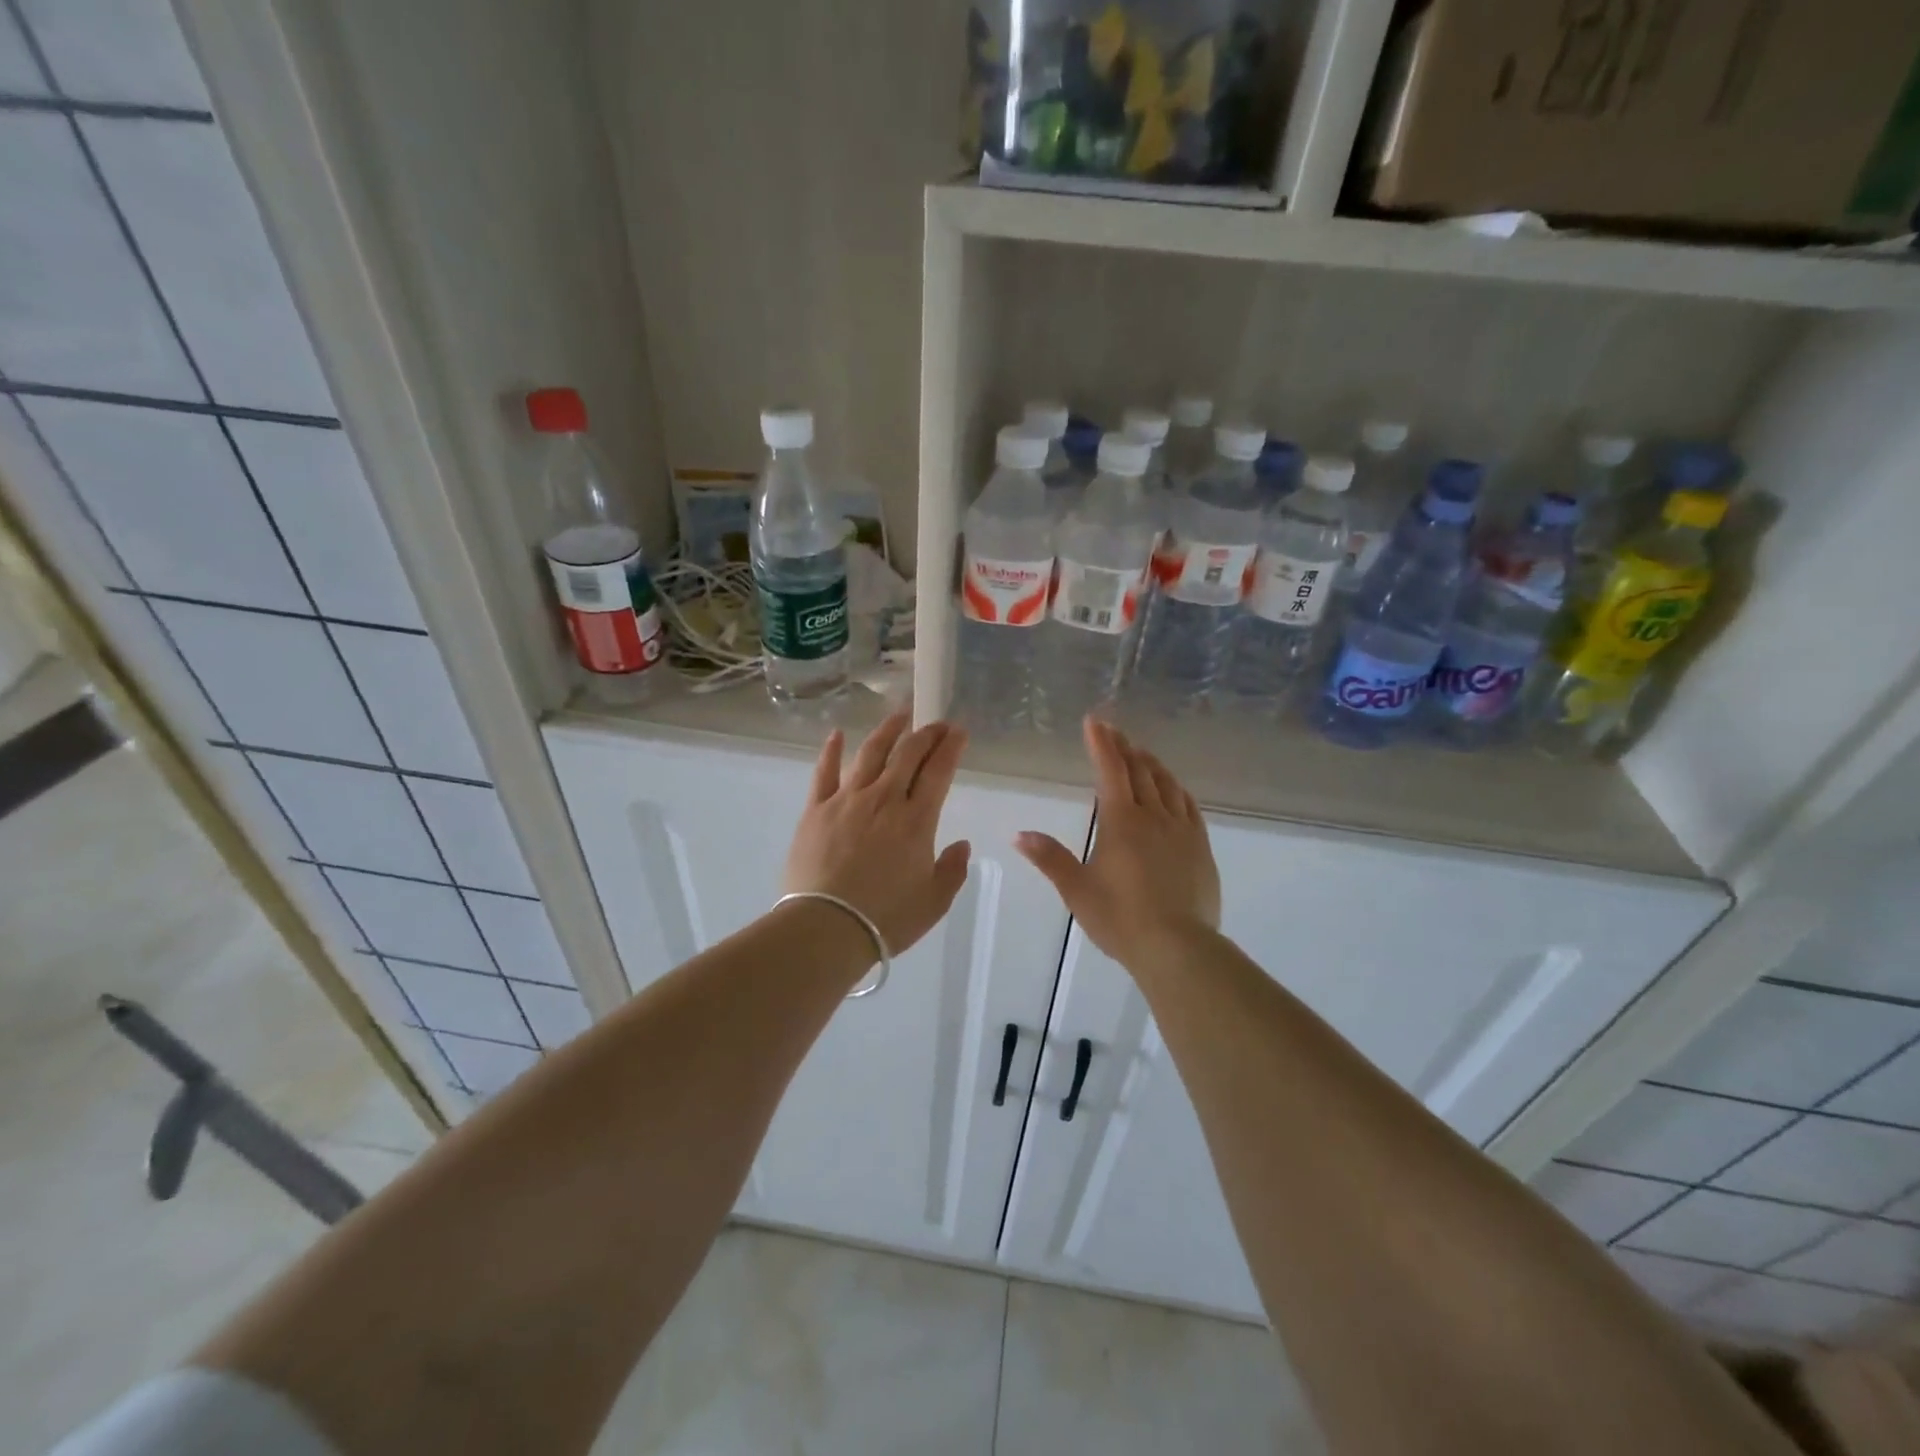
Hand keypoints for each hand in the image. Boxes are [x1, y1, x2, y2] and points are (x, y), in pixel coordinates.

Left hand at [783, 711, 972, 955]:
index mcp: (916, 821)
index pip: (938, 772)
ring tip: (899, 715)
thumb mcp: (934, 902)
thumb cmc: (886, 919)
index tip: (959, 731)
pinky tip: (837, 734)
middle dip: (926, 734)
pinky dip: (832, 750)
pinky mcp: (816, 809)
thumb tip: (961, 844)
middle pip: (908, 754)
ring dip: (888, 731)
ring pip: (870, 753)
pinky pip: (824, 772)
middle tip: (936, 723)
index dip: (951, 748)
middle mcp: (884, 799)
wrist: (826, 927)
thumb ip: (952, 870)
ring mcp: (847, 800)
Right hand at [1015, 718, 1220, 966]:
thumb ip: (1050, 858)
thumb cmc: (1120, 918)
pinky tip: (1174, 789)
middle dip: (1124, 748)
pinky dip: (1176, 789)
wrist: (1178, 948)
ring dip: (1151, 764)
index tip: (1095, 721)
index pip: (1110, 771)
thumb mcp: (1077, 890)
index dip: (1101, 744)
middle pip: (1139, 771)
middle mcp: (1153, 816)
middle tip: (1114, 731)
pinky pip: (1188, 806)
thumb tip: (1019, 835)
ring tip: (1141, 753)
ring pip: (1166, 784)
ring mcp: (1181, 830)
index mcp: (1121, 822)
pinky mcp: (1201, 847)